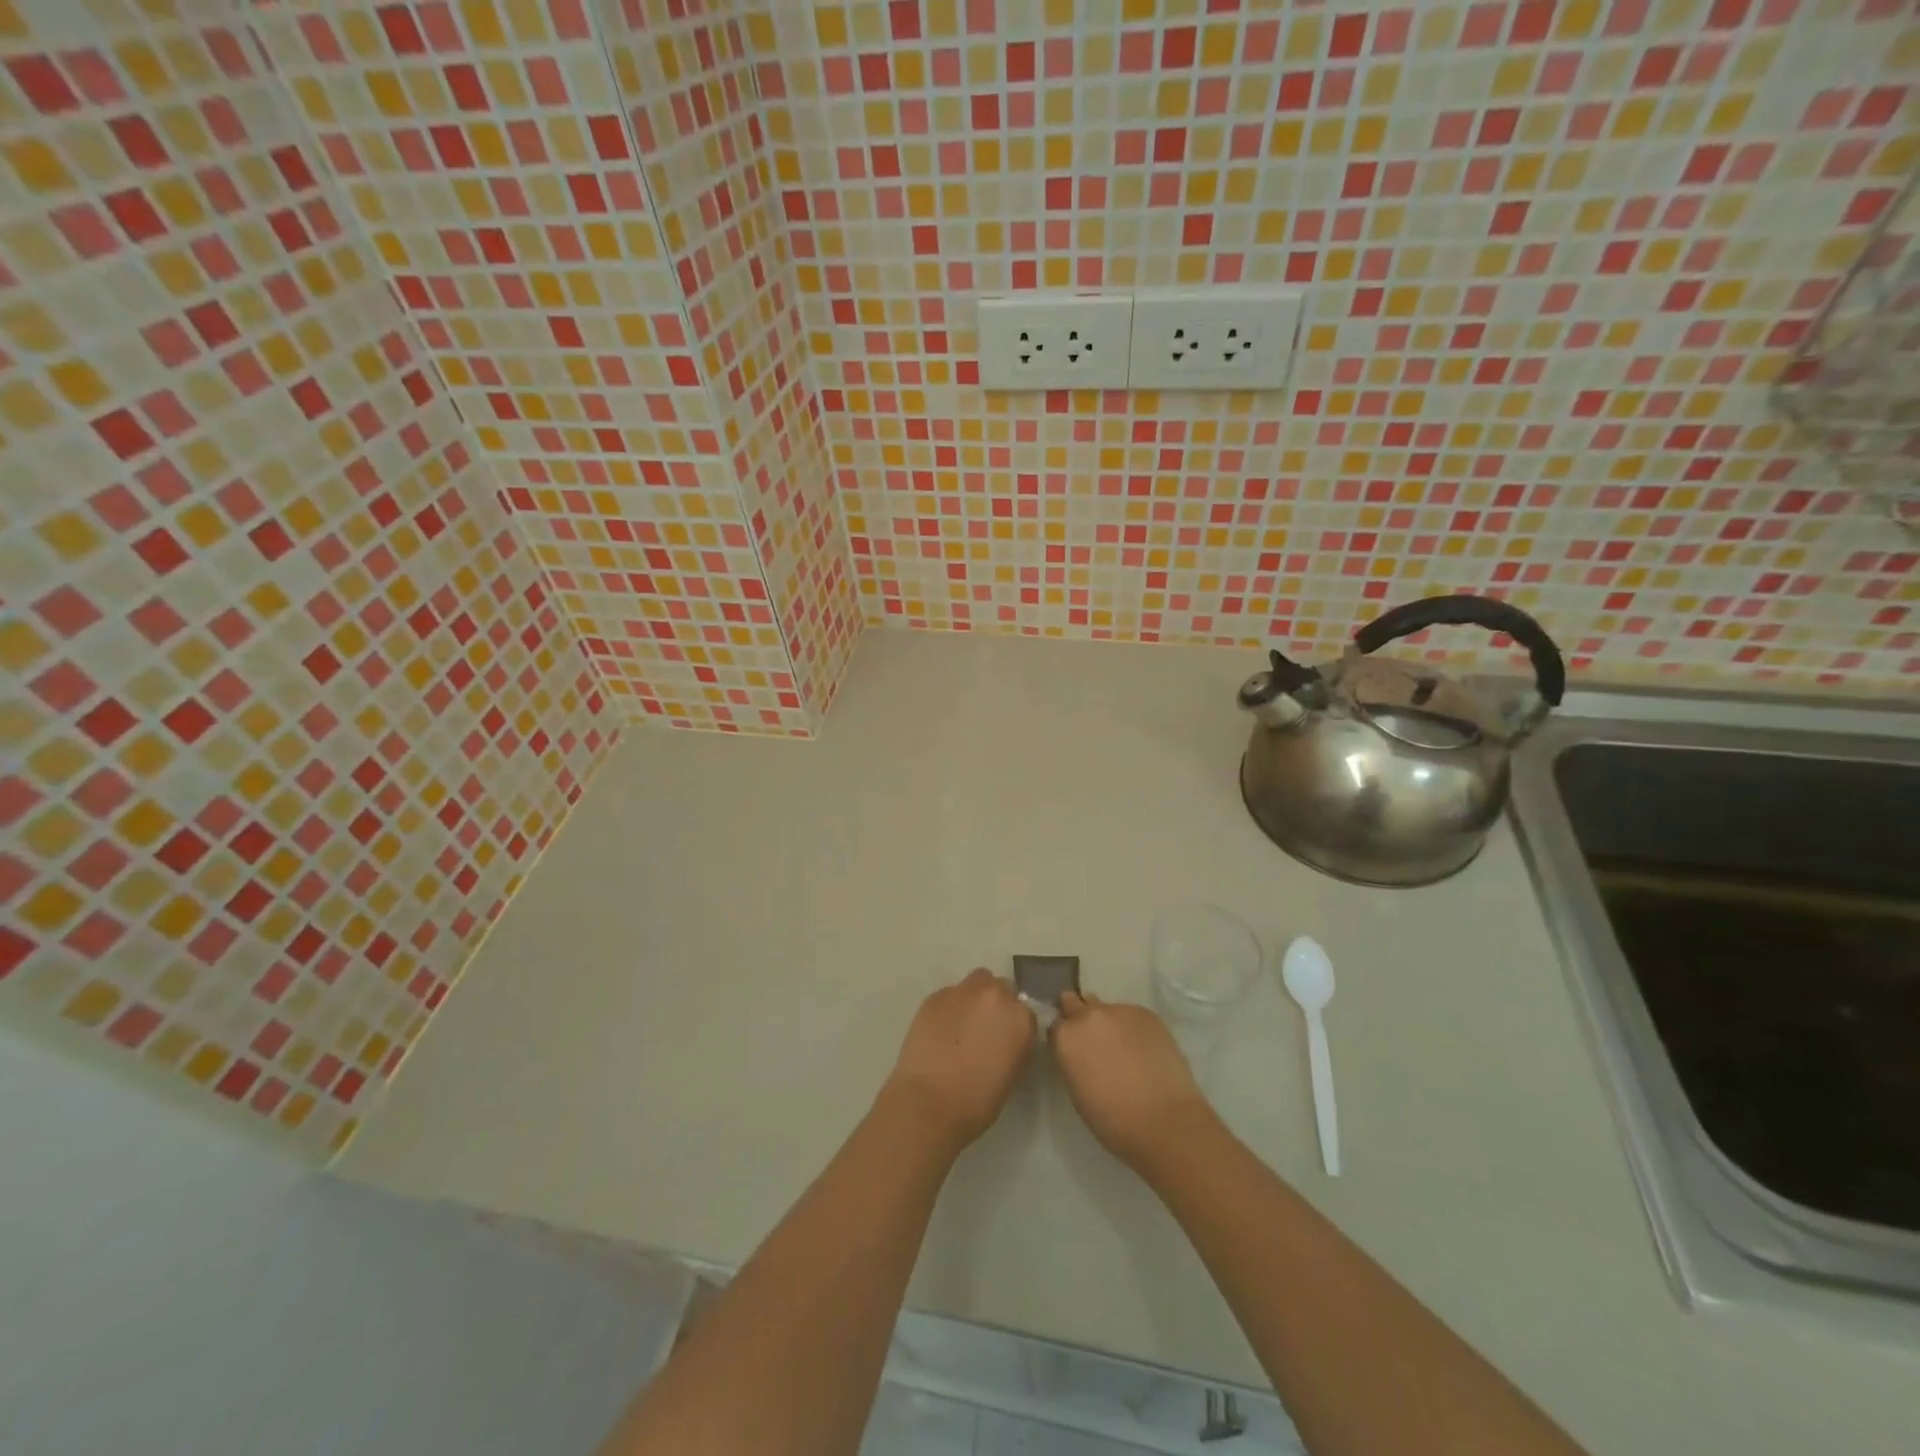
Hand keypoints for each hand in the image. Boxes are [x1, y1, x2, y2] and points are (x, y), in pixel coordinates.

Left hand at [884, 968, 1036, 1153]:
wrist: (929, 1102)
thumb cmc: (977, 1101)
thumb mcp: (1011, 1074)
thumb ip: (1014, 1044)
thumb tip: (1004, 1037)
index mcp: (1020, 1018)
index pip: (1025, 1010)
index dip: (1013, 1025)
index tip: (1005, 1040)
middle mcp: (995, 995)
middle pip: (1001, 987)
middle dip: (995, 1004)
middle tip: (983, 1029)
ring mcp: (963, 992)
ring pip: (974, 983)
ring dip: (973, 999)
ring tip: (961, 1026)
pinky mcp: (935, 995)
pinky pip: (949, 995)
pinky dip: (949, 1008)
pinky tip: (939, 1031)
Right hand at [1049, 992, 1211, 1170]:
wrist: (1164, 1121)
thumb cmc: (1113, 1120)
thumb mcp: (1077, 1090)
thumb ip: (1073, 1060)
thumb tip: (1080, 1051)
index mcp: (1066, 1037)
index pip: (1056, 1024)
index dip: (1064, 1036)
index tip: (1073, 1048)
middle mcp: (1088, 1015)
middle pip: (1075, 1003)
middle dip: (1079, 1016)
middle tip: (1092, 1039)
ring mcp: (1119, 1010)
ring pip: (1106, 1009)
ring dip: (1108, 1022)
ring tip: (1123, 1047)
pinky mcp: (1146, 1013)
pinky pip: (1132, 1015)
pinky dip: (1133, 1027)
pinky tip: (1144, 1049)